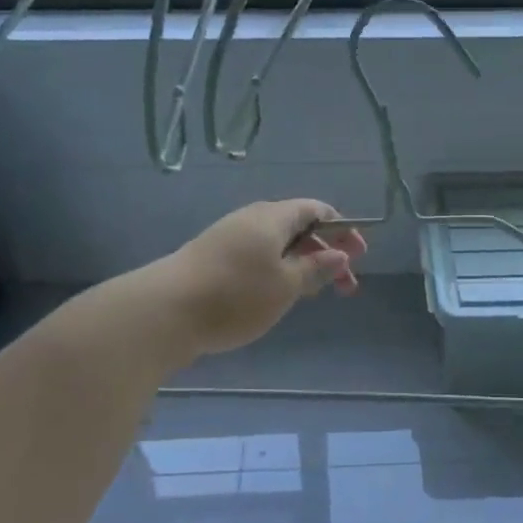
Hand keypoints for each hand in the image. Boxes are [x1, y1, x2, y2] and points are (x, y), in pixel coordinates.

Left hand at [155, 199, 365, 357]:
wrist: (164, 311)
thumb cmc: (235, 295)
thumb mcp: (285, 285)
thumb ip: (315, 268)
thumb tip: (339, 254)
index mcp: (273, 217)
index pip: (317, 210)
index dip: (343, 229)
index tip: (359, 255)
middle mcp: (251, 219)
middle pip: (298, 227)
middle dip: (326, 253)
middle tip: (345, 286)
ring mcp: (228, 238)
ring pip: (277, 245)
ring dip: (302, 265)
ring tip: (313, 293)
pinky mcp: (211, 259)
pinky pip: (256, 257)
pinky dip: (277, 271)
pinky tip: (277, 296)